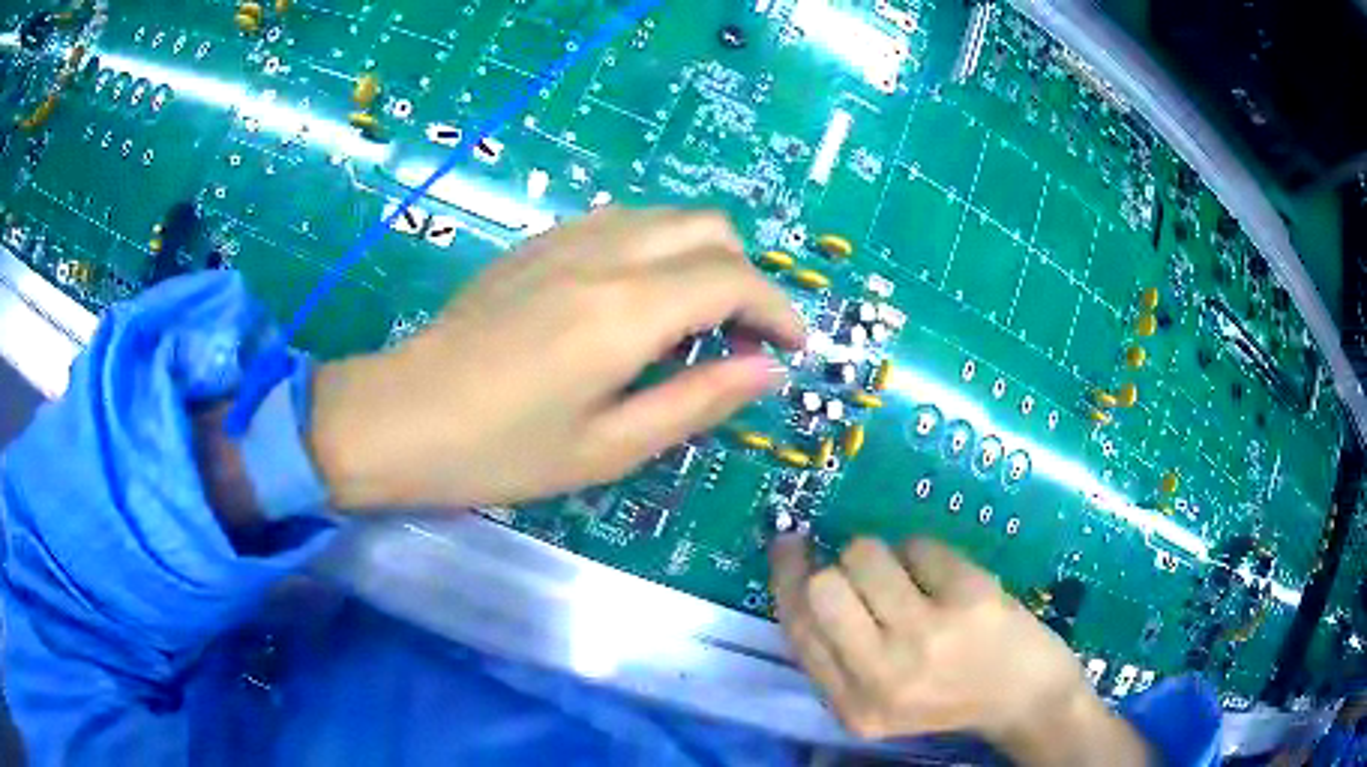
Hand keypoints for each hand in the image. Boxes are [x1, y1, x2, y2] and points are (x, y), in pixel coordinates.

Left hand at [308, 207, 805, 510]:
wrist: (401, 415)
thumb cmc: (501, 450)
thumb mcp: (609, 448)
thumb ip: (697, 401)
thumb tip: (766, 369)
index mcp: (626, 310)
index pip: (734, 280)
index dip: (779, 309)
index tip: (793, 346)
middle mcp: (605, 254)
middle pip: (709, 226)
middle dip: (745, 275)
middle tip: (739, 336)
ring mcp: (566, 238)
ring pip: (667, 216)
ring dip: (701, 257)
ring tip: (692, 319)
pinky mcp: (538, 242)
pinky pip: (622, 222)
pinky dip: (656, 249)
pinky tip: (634, 299)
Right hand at [770, 536, 1149, 765]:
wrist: (1027, 699)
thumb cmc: (949, 696)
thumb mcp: (880, 698)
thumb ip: (839, 654)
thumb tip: (801, 575)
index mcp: (854, 707)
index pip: (799, 629)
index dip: (787, 579)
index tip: (788, 546)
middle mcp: (883, 676)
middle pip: (825, 585)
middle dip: (841, 566)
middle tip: (868, 573)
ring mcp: (929, 635)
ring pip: (867, 554)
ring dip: (886, 555)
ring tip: (916, 581)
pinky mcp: (970, 598)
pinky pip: (920, 545)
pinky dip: (927, 553)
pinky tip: (949, 582)